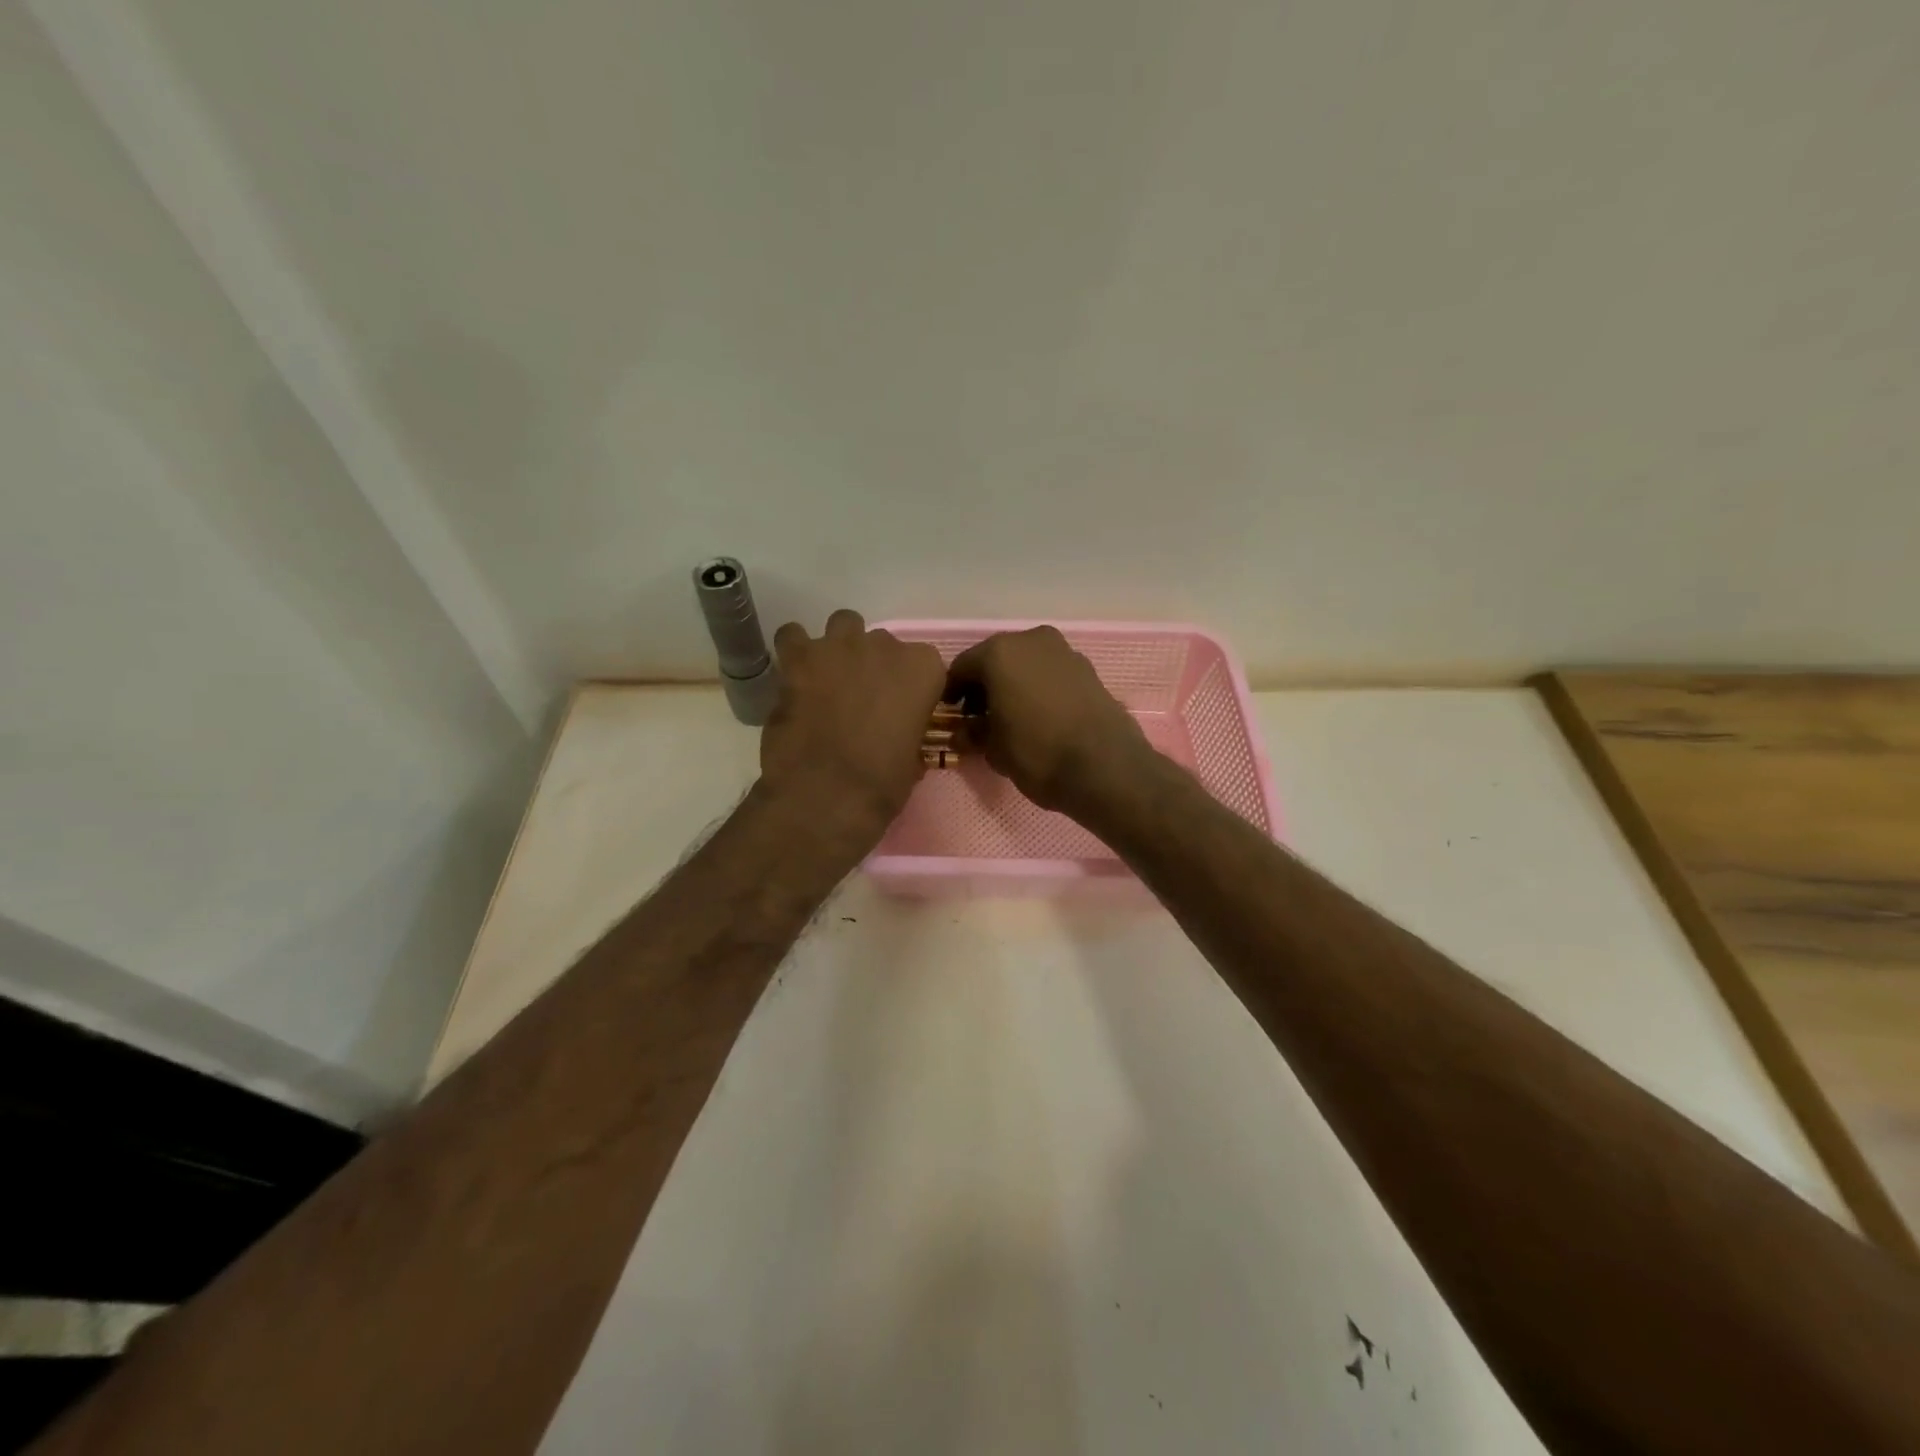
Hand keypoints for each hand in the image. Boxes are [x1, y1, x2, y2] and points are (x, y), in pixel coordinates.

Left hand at [760, 610, 945, 839]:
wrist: (828, 793)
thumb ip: (909, 732)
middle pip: (882, 643)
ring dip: (840, 647)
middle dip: (874, 665)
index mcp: (923, 669)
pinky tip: (795, 673)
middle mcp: (884, 646)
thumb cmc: (883, 783)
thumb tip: (899, 737)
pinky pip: (793, 636)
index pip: (925, 664)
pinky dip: (795, 650)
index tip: (903, 709)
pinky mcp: (798, 658)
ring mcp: (839, 647)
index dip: (911, 687)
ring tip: (830, 677)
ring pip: (843, 625)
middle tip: (862, 699)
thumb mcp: (913, 759)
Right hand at [947, 626, 1151, 816]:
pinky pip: (1050, 674)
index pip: (961, 668)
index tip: (950, 717)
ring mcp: (1064, 651)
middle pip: (995, 660)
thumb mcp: (994, 750)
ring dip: (1013, 686)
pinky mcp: (1088, 669)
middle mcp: (1031, 640)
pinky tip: (1039, 717)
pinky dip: (1039, 688)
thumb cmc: (1038, 753)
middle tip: (979, 719)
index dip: (952, 694)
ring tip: (1011, 719)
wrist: (1106, 768)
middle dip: (984, 687)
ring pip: (1025, 665)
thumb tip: (963, 733)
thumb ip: (973, 734)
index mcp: (999, 653)